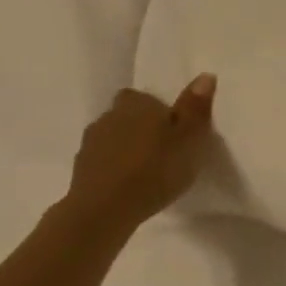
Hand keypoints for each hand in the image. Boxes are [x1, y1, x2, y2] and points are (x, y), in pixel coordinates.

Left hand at [62, 75, 218, 232]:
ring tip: (148, 166)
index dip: (156, 107)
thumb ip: (196, 107)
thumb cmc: (156, 168)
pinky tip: (130, 182)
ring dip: (127, 146)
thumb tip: (205, 75)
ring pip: (113, 137)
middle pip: (126, 115)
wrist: (104, 210)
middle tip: (164, 145)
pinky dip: (115, 166)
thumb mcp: (190, 137)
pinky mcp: (81, 171)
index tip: (172, 124)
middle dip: (140, 125)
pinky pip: (104, 160)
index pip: (142, 95)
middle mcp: (109, 117)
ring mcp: (90, 144)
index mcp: (137, 104)